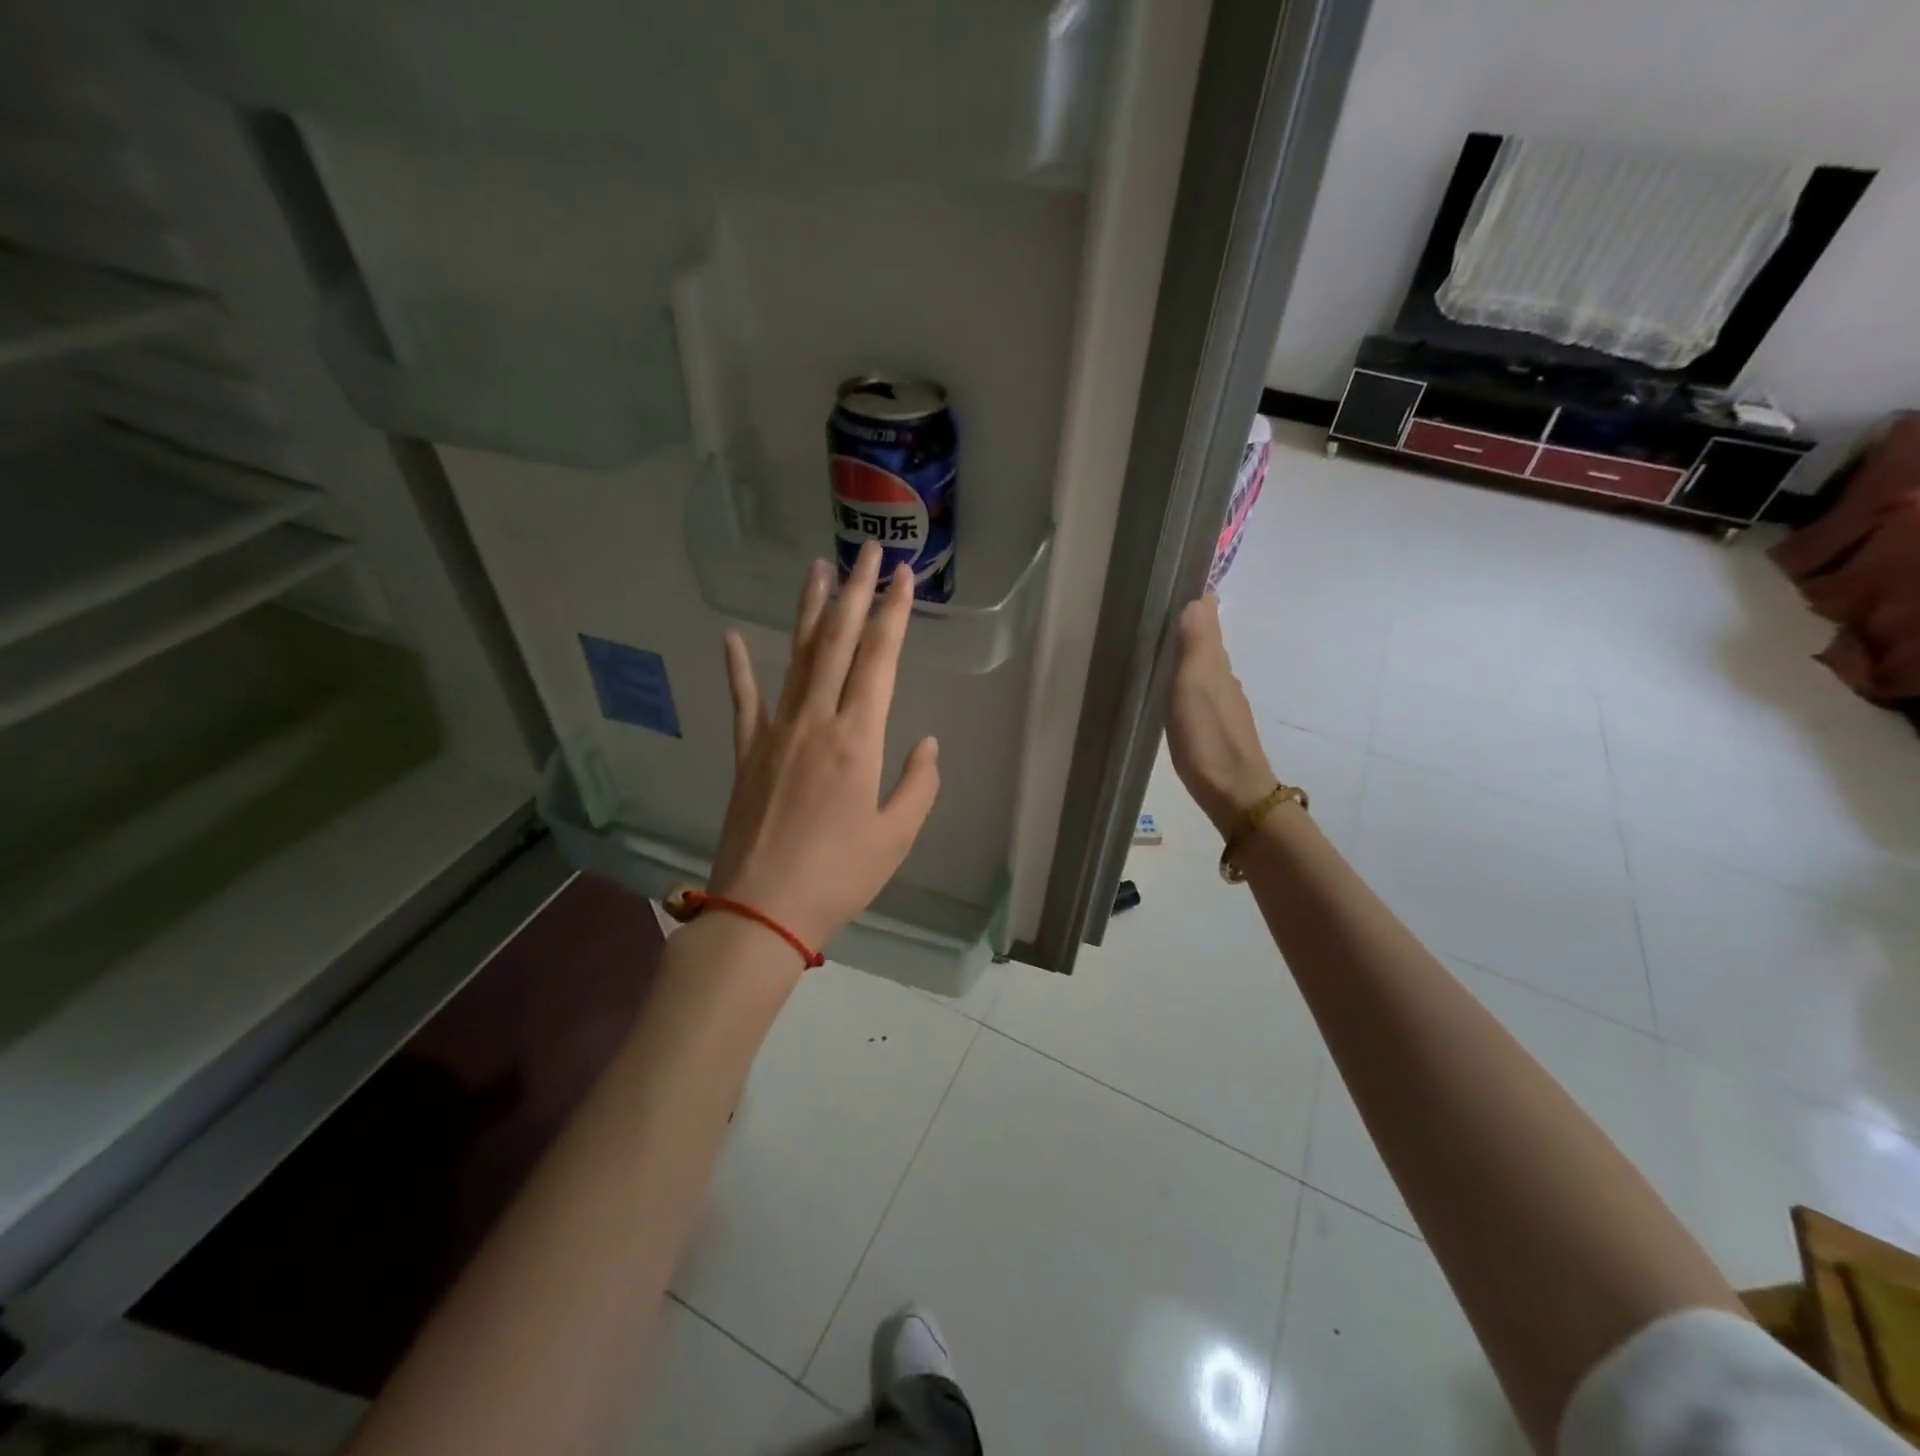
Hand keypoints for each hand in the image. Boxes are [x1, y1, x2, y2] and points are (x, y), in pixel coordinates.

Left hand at [708, 539, 940, 951]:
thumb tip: (926, 743)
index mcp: (858, 739)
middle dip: (856, 593)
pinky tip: (733, 638)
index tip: (903, 575)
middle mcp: (816, 721)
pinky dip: (739, 668)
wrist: (762, 910)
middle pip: (839, 643)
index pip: (880, 660)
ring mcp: (776, 733)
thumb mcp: (896, 836)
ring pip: (796, 658)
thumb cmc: (839, 876)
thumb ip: (918, 784)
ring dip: (810, 612)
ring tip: (818, 570)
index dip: (894, 613)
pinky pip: (744, 701)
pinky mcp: (747, 753)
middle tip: (866, 550)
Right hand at [1166, 593, 1276, 834]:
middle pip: (1206, 640)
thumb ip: (1195, 644)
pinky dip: (1186, 678)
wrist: (1234, 793)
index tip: (1174, 578)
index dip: (1196, 598)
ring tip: (1157, 642)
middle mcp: (1223, 678)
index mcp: (1217, 664)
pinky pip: (1199, 689)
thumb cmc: (1208, 738)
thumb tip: (1197, 598)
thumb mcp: (1194, 686)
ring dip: (1186, 650)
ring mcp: (1221, 703)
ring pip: (1203, 666)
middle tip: (1156, 607)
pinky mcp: (1214, 726)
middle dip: (1188, 621)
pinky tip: (1171, 687)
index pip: (1210, 617)